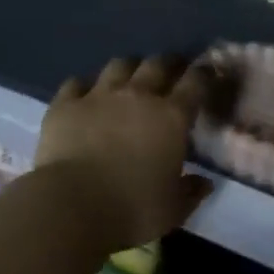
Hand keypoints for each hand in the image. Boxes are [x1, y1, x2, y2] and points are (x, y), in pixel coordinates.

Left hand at [35, 56, 214, 252]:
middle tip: (172, 69)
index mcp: (171, 117)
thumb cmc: (131, 210)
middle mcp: (138, 95)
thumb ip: (191, 192)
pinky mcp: (66, 103)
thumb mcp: (172, 210)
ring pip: (119, 65)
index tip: (208, 71)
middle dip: (168, 63)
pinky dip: (85, 85)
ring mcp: (99, 95)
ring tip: (130, 75)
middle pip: (157, 64)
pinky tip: (85, 94)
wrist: (72, 206)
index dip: (204, 74)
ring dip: (129, 68)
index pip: (195, 83)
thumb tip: (205, 182)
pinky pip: (77, 82)